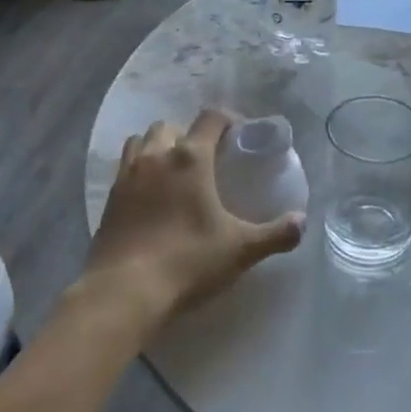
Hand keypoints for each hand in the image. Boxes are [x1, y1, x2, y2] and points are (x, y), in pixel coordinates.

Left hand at [86, 110, 304, 331]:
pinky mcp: (108, 200)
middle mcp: (156, 157)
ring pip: (141, 142)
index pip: (210, 119)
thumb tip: (302, 222)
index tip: (240, 134)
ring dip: (158, 147)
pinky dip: (139, 172)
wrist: (124, 292)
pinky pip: (124, 169)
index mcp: (190, 158)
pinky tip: (150, 198)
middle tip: (205, 158)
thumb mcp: (240, 249)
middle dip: (188, 134)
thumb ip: (275, 233)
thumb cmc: (188, 261)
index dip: (228, 120)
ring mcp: (127, 176)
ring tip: (173, 172)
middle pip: (171, 126)